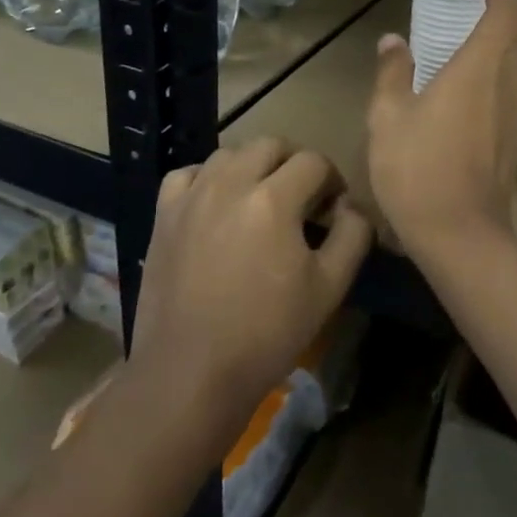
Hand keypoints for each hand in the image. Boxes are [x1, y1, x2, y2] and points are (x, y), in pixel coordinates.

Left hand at [129, 138, 372, 437]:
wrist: (191, 371)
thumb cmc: (268, 333)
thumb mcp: (330, 288)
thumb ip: (352, 235)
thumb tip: (351, 207)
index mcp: (274, 199)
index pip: (314, 162)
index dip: (332, 180)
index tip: (333, 208)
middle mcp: (230, 183)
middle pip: (271, 145)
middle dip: (295, 164)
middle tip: (302, 199)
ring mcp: (192, 196)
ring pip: (230, 153)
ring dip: (253, 166)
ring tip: (260, 200)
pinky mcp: (164, 215)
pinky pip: (189, 173)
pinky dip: (208, 177)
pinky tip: (216, 203)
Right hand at [367, 0, 516, 260]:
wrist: (460, 235)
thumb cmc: (418, 170)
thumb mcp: (388, 117)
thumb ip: (392, 73)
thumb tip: (394, 41)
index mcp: (478, 70)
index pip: (505, 10)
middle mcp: (506, 85)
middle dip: (504, 7)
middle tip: (475, 1)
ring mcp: (515, 114)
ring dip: (506, 39)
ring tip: (473, 38)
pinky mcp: (515, 139)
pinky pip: (515, 88)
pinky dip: (501, 70)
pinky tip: (473, 85)